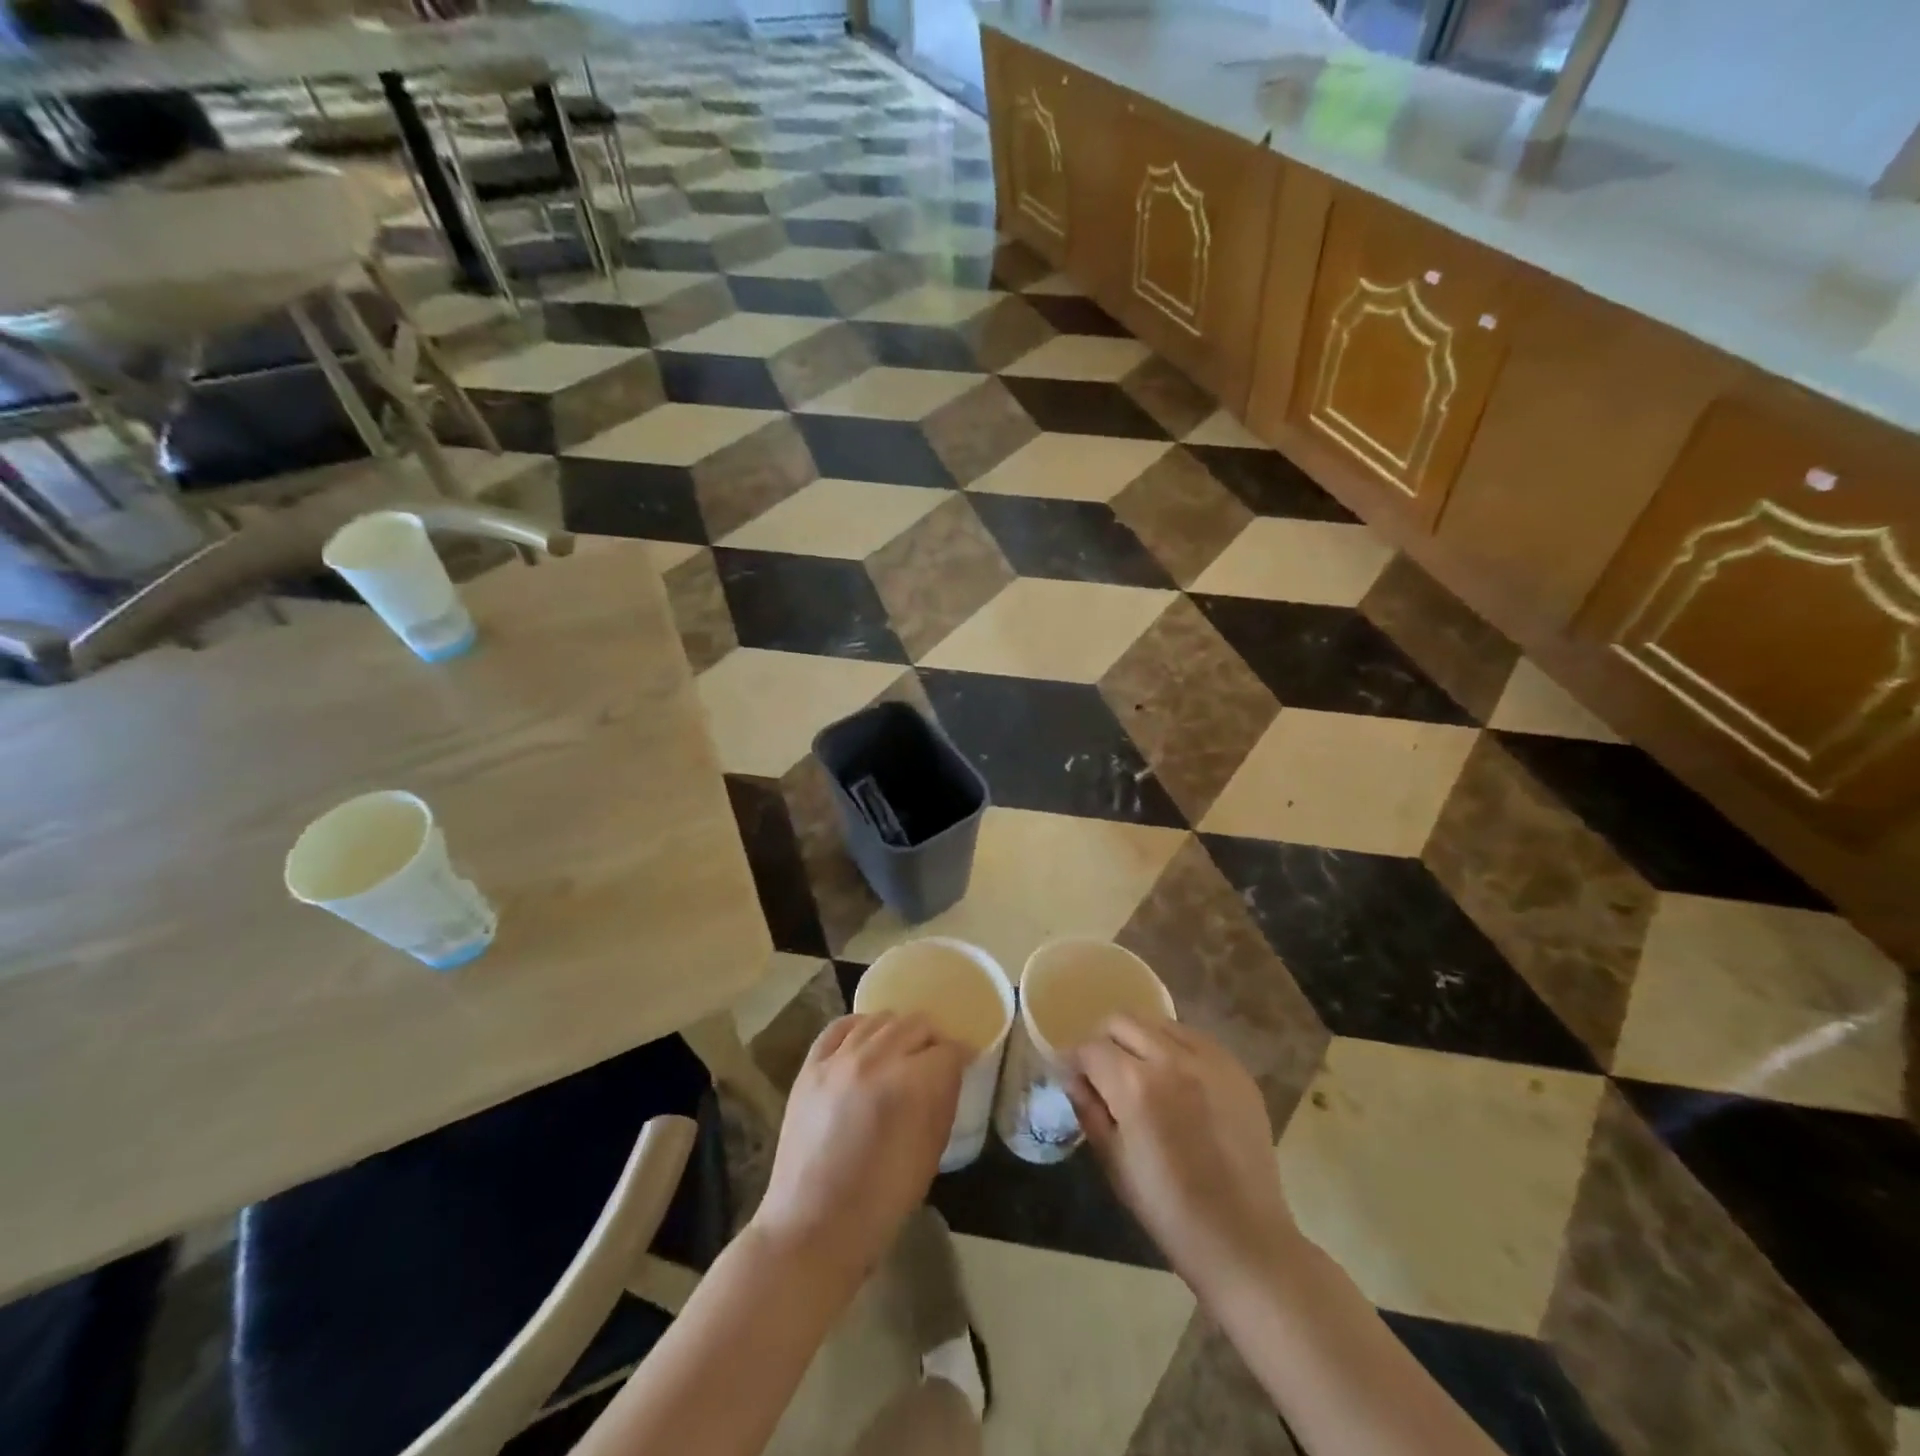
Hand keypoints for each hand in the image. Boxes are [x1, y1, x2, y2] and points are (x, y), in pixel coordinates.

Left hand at [751, 1012, 969, 1286]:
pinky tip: (866, 1040)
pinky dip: (859, 1027)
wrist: (813, 1227)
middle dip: (933, 1039)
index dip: (961, 1056)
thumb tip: (950, 1072)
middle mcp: (875, 1059)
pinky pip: (839, 1027)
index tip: (965, 1063)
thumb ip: (943, 1101)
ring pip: (880, 1019)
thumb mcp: (930, 1153)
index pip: (948, 1050)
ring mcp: (838, 1059)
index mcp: (910, 1084)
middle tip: (935, 1059)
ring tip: (901, 1050)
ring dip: (898, 1031)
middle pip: (916, 1024)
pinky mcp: (811, 1066)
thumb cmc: (881, 1201)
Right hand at [1067, 1018, 1298, 1296]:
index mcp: (1135, 1085)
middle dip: (1104, 1041)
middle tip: (1103, 1071)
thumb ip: (1089, 1109)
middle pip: (1122, 1021)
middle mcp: (1171, 1059)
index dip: (1074, 1061)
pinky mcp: (1235, 1068)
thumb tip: (1073, 1077)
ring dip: (1140, 1040)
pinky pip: (1193, 1038)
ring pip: (1158, 1023)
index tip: (1071, 1075)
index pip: (1090, 1048)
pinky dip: (1174, 1048)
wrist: (1243, 1237)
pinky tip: (1176, 1080)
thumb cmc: (1168, 1209)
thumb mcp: (1114, 1161)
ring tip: (1141, 1073)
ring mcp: (1209, 1059)